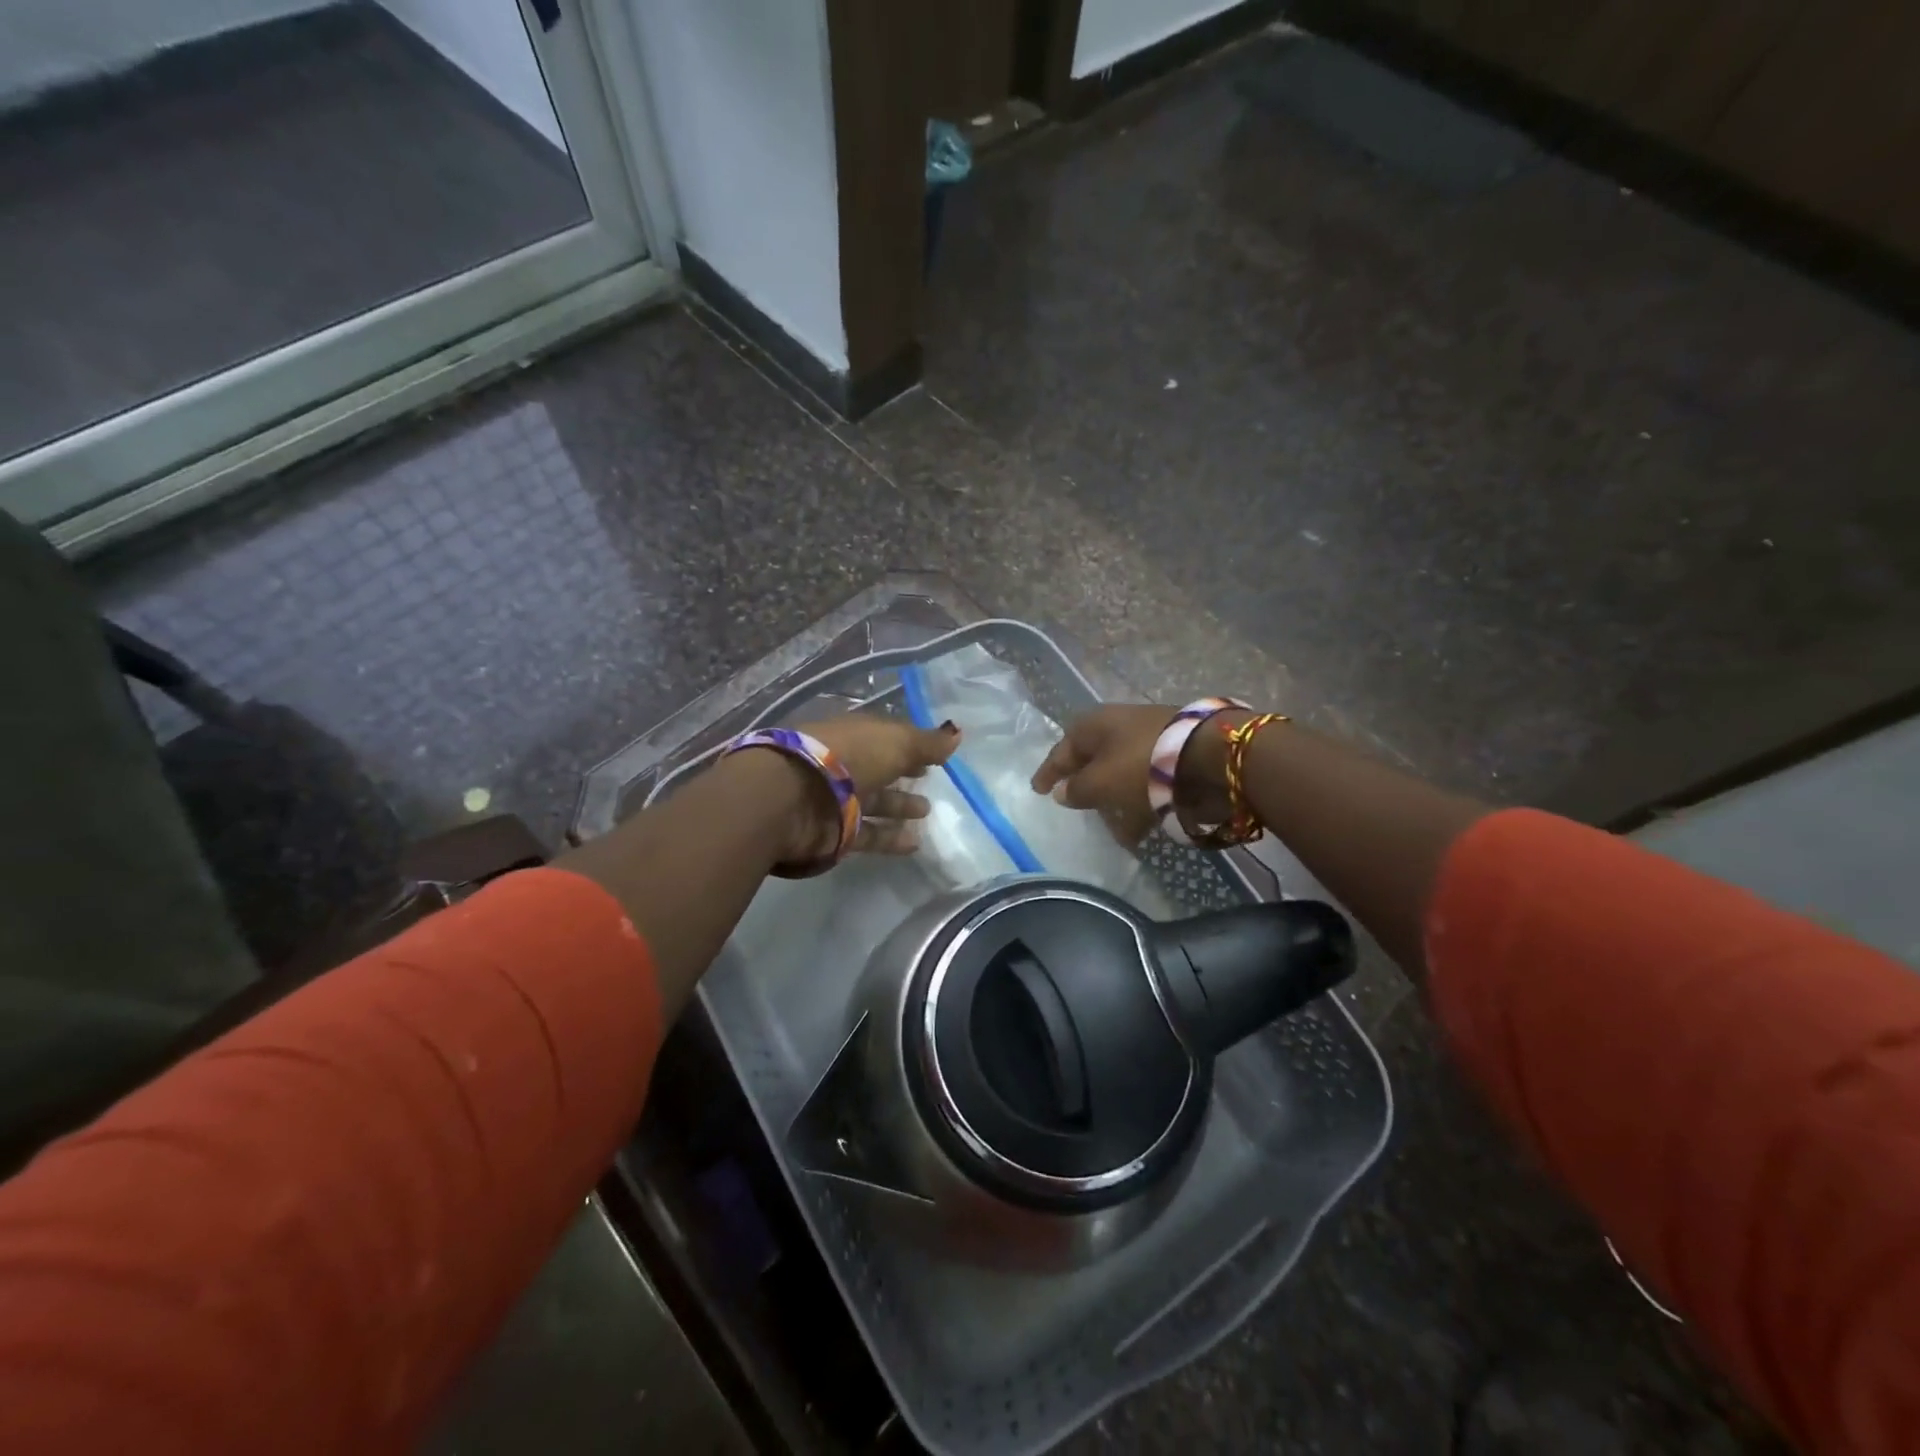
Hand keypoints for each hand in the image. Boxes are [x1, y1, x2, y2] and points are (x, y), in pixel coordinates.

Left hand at [787, 713, 961, 861]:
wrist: (792, 799)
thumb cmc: (847, 758)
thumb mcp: (896, 743)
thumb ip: (927, 743)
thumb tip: (957, 733)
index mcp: (855, 735)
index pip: (887, 737)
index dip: (911, 744)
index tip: (936, 755)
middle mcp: (844, 764)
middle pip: (880, 768)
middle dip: (905, 773)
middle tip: (931, 781)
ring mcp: (838, 799)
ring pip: (874, 801)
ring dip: (899, 806)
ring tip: (927, 811)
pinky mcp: (835, 832)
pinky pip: (869, 835)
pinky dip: (890, 839)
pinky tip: (915, 843)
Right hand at [1031, 704, 1235, 843]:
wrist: (1209, 755)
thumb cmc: (1139, 765)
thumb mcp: (1099, 782)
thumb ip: (1077, 790)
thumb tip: (1063, 792)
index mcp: (1095, 724)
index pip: (1063, 748)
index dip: (1049, 771)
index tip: (1038, 790)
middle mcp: (1120, 726)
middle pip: (1094, 759)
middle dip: (1085, 785)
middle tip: (1076, 807)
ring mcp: (1150, 739)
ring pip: (1122, 773)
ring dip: (1114, 801)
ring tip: (1113, 831)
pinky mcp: (1175, 756)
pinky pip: (1147, 784)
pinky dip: (1139, 805)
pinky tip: (1140, 832)